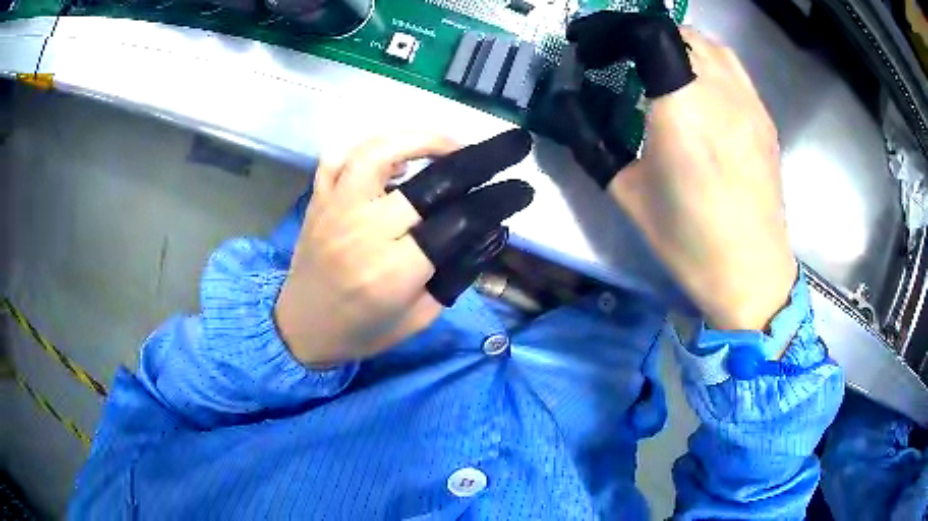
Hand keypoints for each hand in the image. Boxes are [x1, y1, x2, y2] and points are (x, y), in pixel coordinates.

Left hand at [274, 130, 533, 365]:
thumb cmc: (362, 332)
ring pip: (379, 151)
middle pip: (429, 180)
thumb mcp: (420, 318)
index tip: (522, 188)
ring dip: (422, 139)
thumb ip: (456, 274)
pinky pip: (338, 157)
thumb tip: (491, 230)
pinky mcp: (318, 200)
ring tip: (451, 145)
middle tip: (507, 146)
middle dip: (477, 157)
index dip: (496, 200)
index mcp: (393, 271)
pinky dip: (369, 145)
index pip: (457, 221)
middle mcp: (364, 231)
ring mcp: (335, 209)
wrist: (300, 329)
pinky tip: (393, 151)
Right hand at [613, 30, 796, 330]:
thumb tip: (565, 106)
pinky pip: (732, 67)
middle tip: (618, 59)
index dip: (610, 29)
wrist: (752, 272)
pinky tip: (698, 90)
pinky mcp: (764, 116)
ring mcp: (749, 102)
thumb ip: (591, 141)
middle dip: (638, 35)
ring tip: (656, 67)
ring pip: (708, 44)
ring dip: (674, 43)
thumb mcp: (627, 194)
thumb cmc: (689, 241)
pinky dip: (705, 61)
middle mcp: (719, 92)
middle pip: (676, 31)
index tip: (588, 45)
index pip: (645, 33)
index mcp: (681, 109)